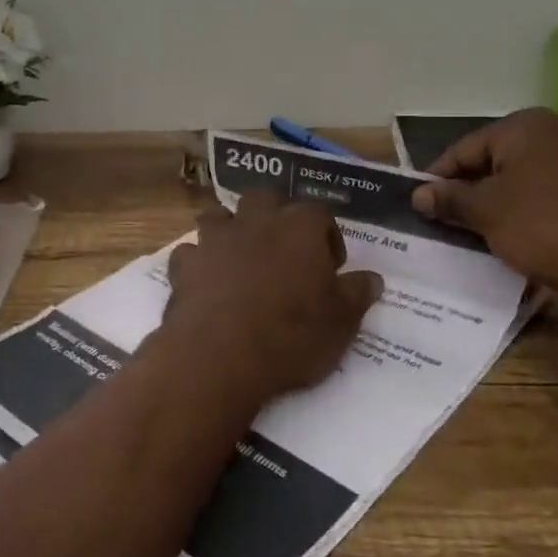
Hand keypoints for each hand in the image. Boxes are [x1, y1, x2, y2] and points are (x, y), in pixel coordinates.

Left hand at [160, 192, 382, 412]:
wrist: (219, 356)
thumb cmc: (291, 335)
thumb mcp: (342, 322)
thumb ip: (357, 294)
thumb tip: (373, 278)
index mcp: (299, 228)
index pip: (320, 215)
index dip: (328, 237)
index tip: (331, 266)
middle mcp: (256, 221)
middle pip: (265, 200)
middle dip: (274, 217)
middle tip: (283, 250)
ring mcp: (215, 239)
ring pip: (220, 216)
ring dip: (230, 230)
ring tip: (240, 258)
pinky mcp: (185, 264)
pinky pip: (190, 252)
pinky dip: (198, 262)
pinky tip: (205, 282)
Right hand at [410, 110, 557, 293]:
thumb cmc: (543, 225)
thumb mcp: (487, 212)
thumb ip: (450, 199)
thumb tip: (419, 194)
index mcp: (524, 125)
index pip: (465, 148)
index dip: (439, 176)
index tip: (423, 203)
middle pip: (499, 158)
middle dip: (474, 187)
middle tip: (454, 218)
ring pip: (530, 173)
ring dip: (506, 197)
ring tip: (489, 228)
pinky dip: (538, 205)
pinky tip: (531, 230)